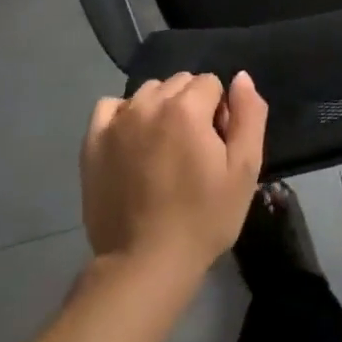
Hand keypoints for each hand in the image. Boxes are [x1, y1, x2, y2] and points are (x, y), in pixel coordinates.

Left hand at [80, 71, 267, 277]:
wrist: (145, 264)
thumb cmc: (203, 218)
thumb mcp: (245, 170)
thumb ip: (249, 115)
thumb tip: (241, 78)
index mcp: (187, 107)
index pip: (211, 83)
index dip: (219, 112)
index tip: (216, 146)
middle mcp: (149, 103)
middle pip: (179, 83)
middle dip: (191, 106)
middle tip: (192, 150)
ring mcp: (117, 122)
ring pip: (148, 93)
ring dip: (160, 109)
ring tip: (162, 150)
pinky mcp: (92, 142)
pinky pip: (110, 107)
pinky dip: (124, 115)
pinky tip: (132, 142)